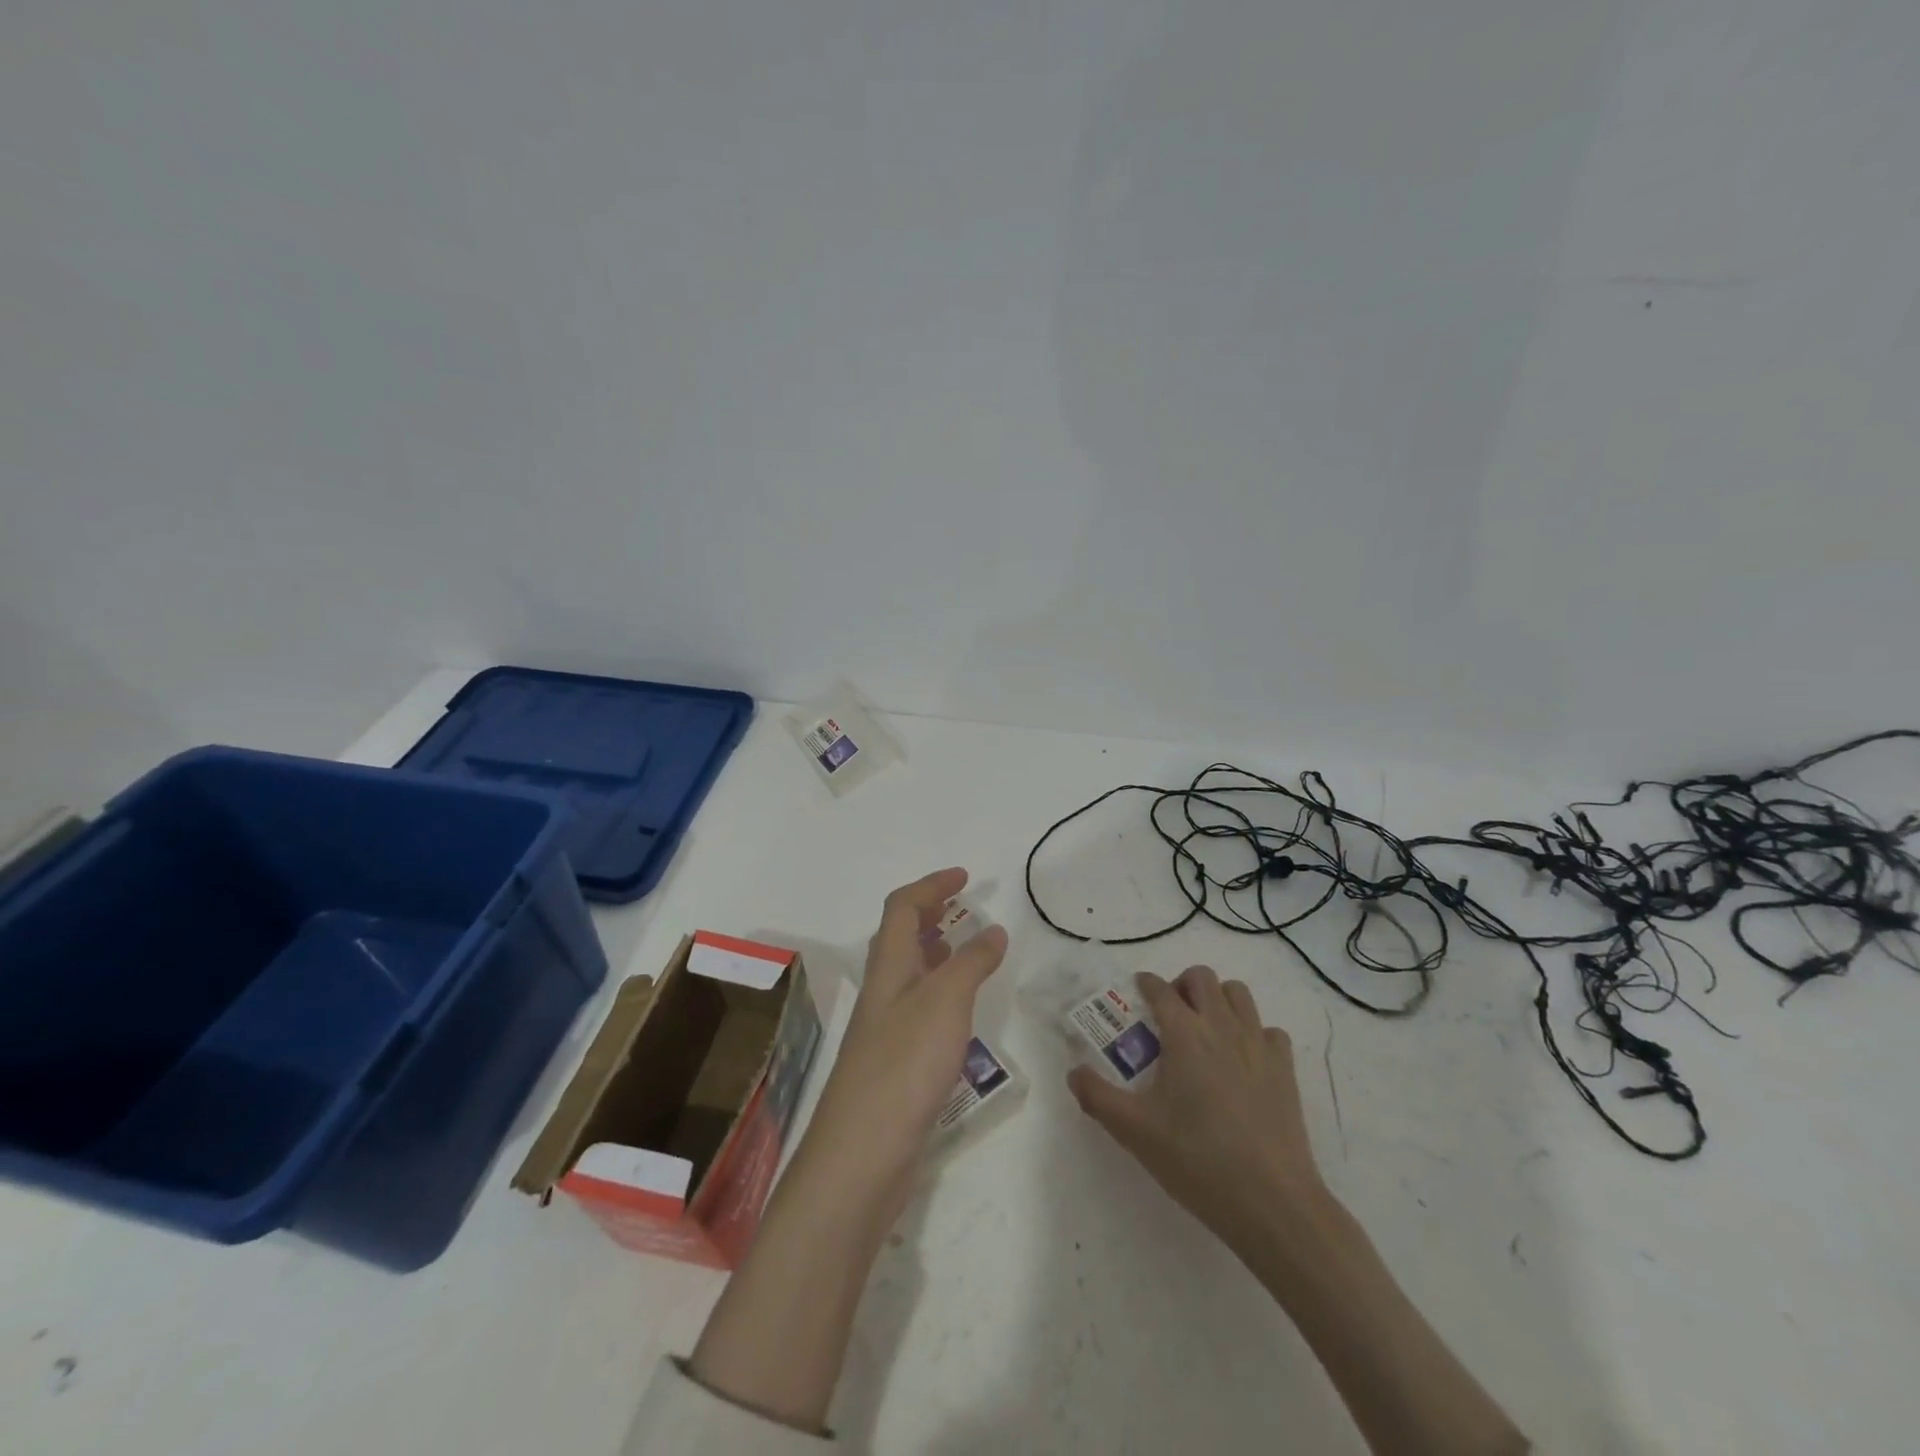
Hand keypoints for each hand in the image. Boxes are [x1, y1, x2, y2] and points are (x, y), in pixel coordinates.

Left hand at [687, 869, 1004, 1433]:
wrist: (862, 1153)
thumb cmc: (904, 1064)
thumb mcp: (946, 1002)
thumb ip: (970, 962)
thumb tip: (992, 930)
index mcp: (889, 966)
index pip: (903, 907)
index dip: (931, 885)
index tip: (965, 877)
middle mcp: (883, 990)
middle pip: (900, 936)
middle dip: (930, 913)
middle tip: (963, 906)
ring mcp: (885, 1028)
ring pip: (909, 972)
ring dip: (935, 951)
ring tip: (965, 948)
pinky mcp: (894, 1062)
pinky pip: (918, 1007)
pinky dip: (940, 991)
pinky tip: (959, 1011)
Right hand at [1068, 964, 1326, 1254]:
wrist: (1271, 1201)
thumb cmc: (1197, 1160)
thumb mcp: (1134, 1131)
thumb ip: (1097, 1096)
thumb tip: (1074, 1072)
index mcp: (1184, 1034)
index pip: (1161, 989)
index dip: (1146, 984)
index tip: (1138, 991)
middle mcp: (1222, 1027)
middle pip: (1202, 978)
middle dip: (1182, 984)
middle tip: (1170, 1013)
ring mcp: (1258, 1045)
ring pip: (1238, 994)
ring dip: (1218, 999)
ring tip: (1205, 1028)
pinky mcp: (1285, 1069)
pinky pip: (1269, 1031)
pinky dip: (1254, 1033)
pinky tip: (1244, 1059)